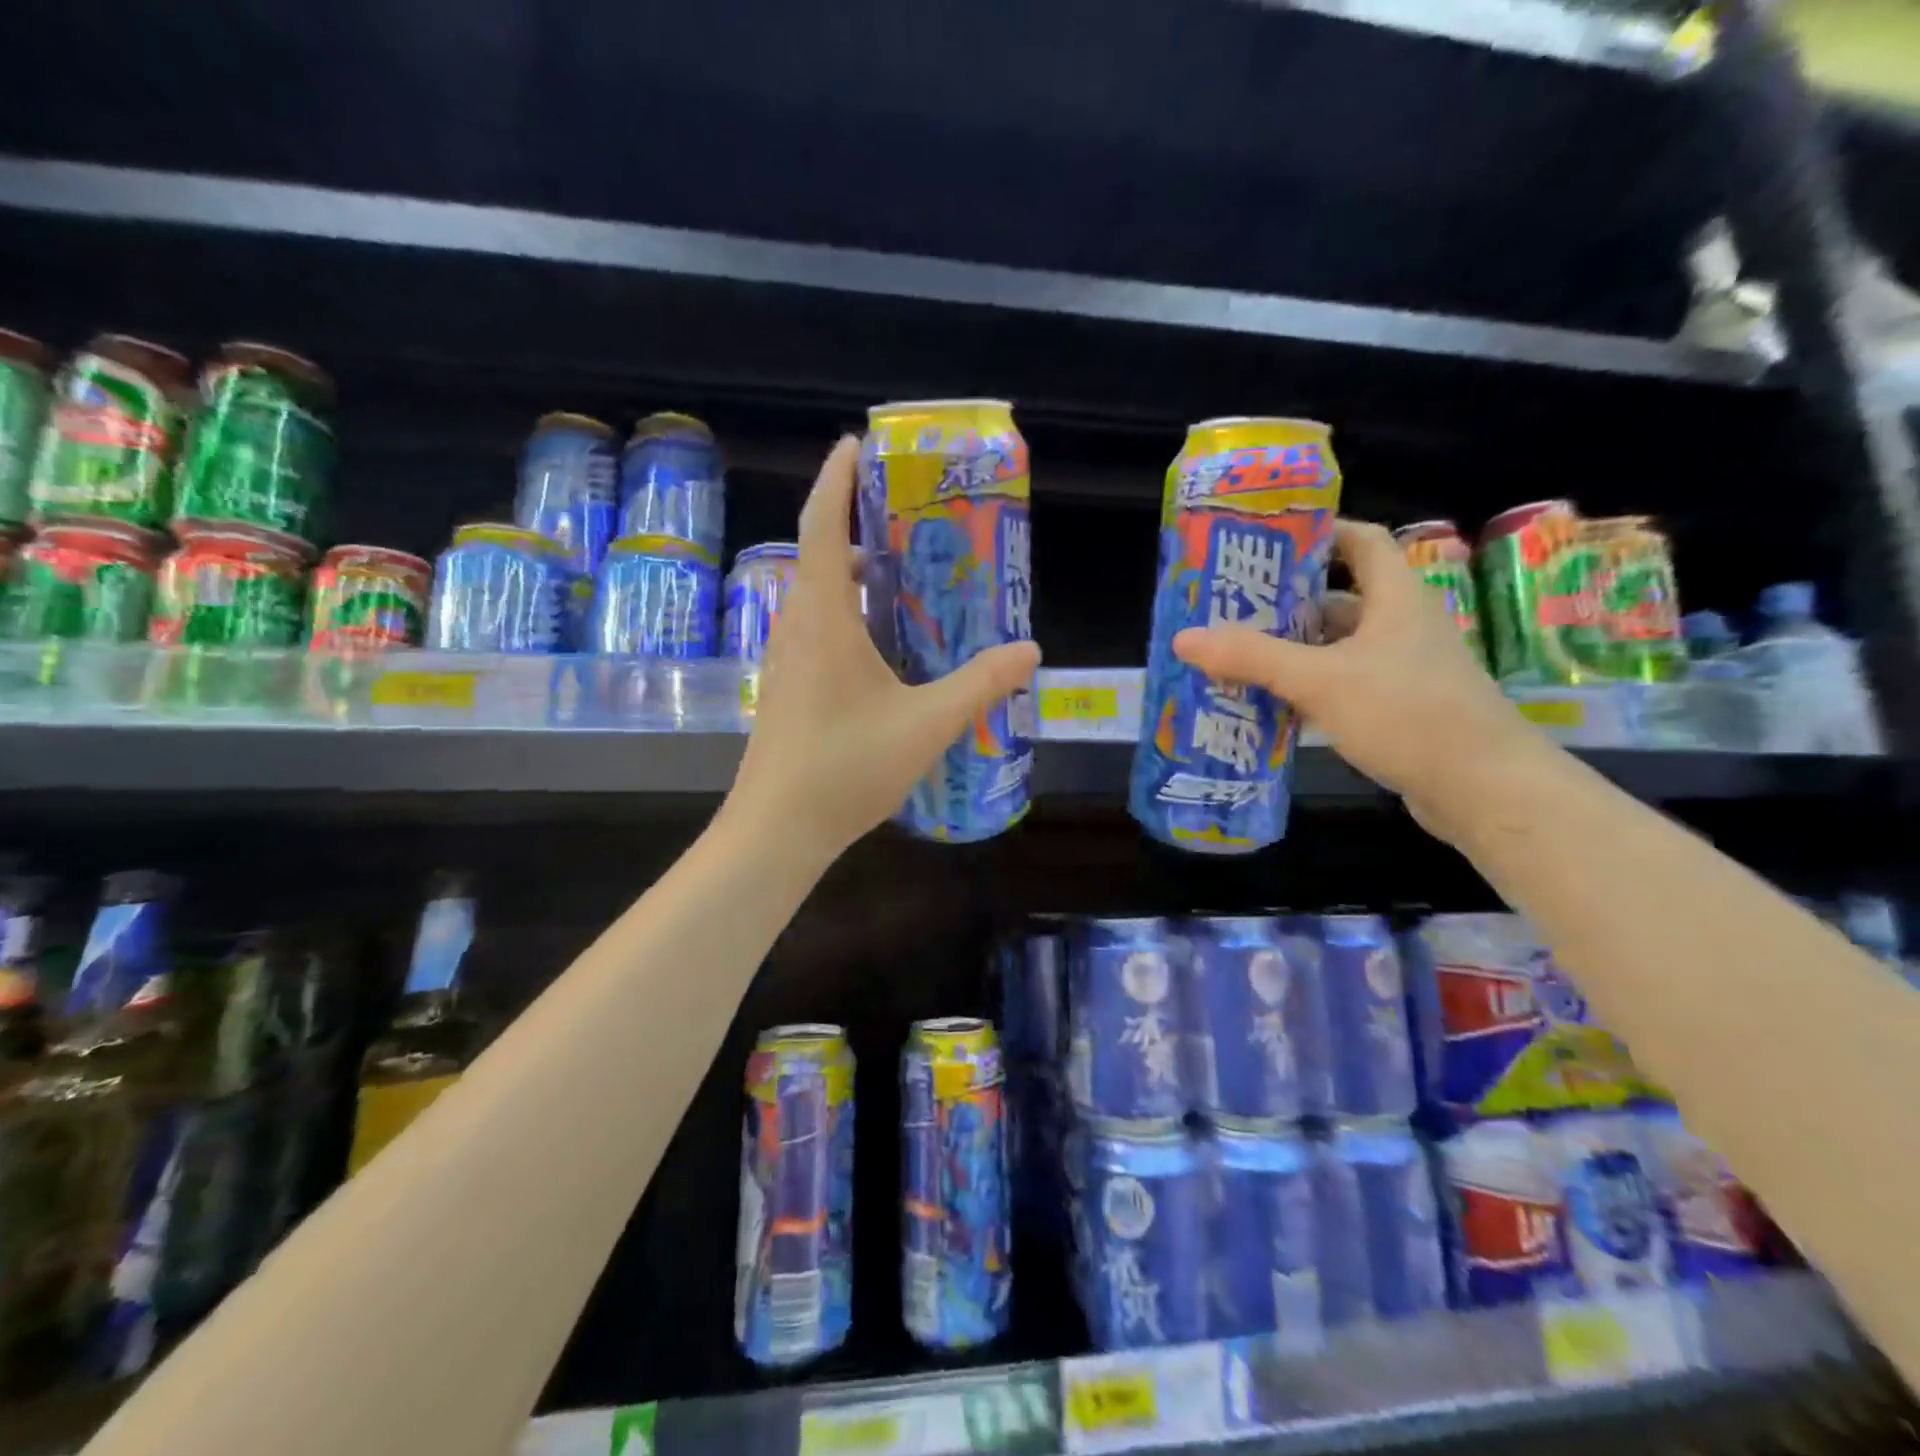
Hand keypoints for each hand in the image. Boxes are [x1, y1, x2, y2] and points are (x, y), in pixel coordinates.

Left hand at [722, 436, 1041, 860]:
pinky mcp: (787, 687)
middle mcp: (796, 627)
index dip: (836, 479)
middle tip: (904, 513)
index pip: (821, 526)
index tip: (855, 444)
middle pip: (818, 554)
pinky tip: (882, 640)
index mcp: (823, 618)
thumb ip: (979, 684)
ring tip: (901, 570)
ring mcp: (785, 659)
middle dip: (853, 522)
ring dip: (850, 571)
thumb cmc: (846, 767)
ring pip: (816, 595)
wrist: (777, 829)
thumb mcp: (926, 724)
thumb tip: (1030, 651)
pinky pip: (816, 627)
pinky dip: (846, 611)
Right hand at [1171, 518, 1551, 841]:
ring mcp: (1400, 669)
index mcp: (1394, 598)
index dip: (1318, 533)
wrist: (1483, 788)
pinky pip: (1340, 684)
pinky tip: (1266, 702)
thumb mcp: (1321, 680)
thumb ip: (1252, 657)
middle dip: (1283, 603)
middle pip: (1337, 598)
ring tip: (1233, 655)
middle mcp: (1400, 626)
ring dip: (1289, 650)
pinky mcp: (1396, 708)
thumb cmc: (1408, 714)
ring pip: (1334, 647)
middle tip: (1228, 609)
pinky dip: (1305, 687)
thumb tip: (1184, 638)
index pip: (1361, 541)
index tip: (1265, 543)